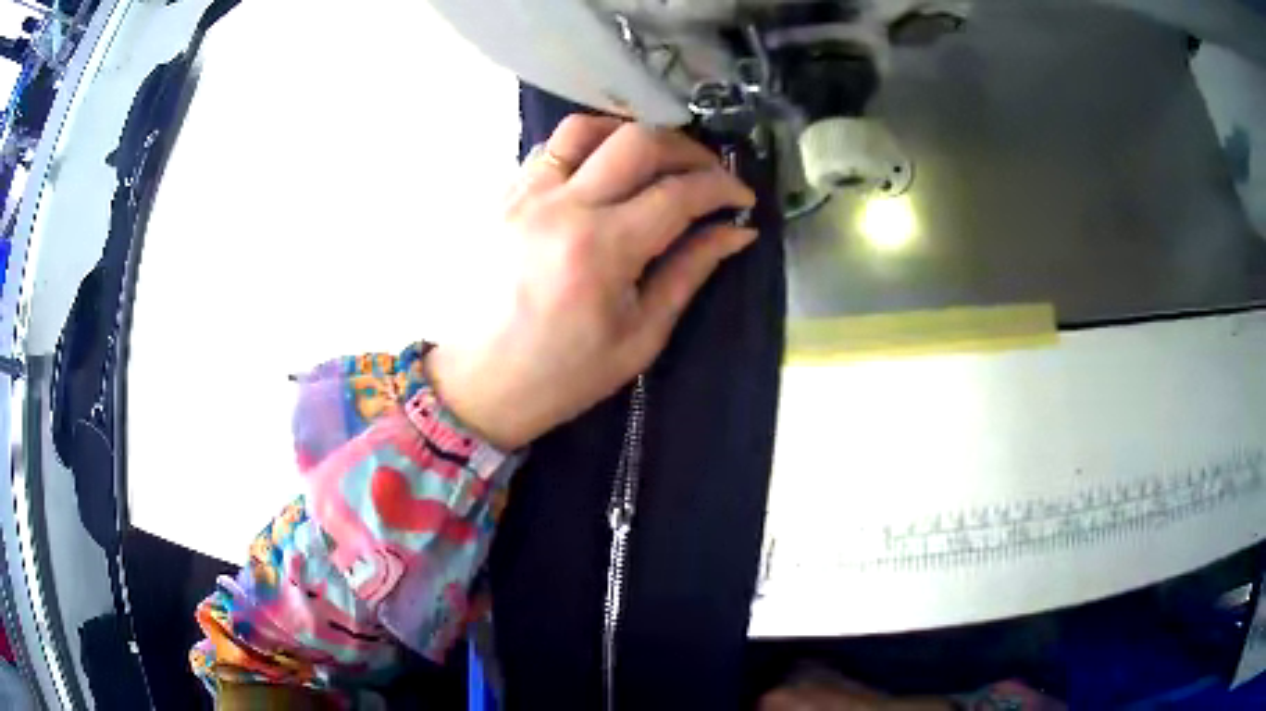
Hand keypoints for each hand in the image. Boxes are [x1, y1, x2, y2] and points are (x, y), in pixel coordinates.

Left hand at [428, 115, 757, 450]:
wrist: (480, 384)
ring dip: (632, 134)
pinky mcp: (503, 196)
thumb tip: (737, 231)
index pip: (678, 193)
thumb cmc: (564, 374)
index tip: (742, 197)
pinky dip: (588, 147)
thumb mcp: (640, 336)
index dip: (722, 187)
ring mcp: (525, 195)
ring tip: (654, 161)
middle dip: (687, 149)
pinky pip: (550, 148)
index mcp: (602, 250)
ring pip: (586, 128)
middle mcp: (562, 207)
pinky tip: (603, 172)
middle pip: (637, 141)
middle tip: (707, 173)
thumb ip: (689, 271)